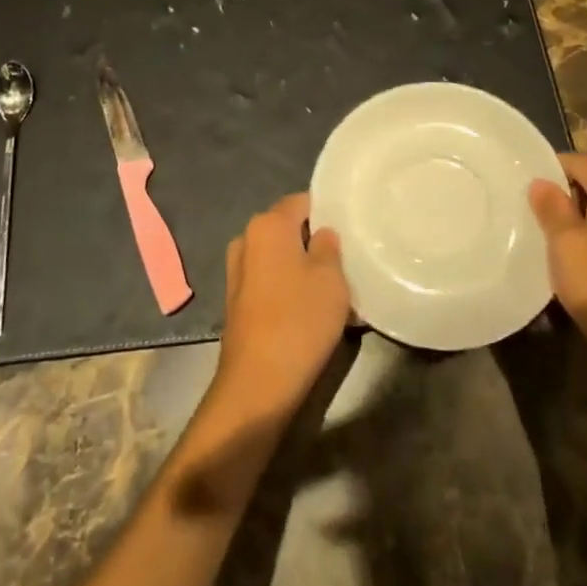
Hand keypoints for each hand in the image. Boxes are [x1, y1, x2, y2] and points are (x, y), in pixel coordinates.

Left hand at [211, 193, 350, 422]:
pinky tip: (309, 309)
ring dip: (301, 267)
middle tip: (345, 261)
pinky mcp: (237, 300)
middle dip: (314, 241)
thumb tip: (321, 233)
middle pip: (288, 228)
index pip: (302, 201)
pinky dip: (287, 287)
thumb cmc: (299, 320)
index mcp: (268, 224)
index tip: (349, 230)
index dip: (327, 212)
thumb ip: (329, 246)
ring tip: (331, 289)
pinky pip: (269, 280)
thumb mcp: (330, 278)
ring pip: (279, 256)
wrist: (258, 384)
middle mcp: (247, 239)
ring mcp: (237, 271)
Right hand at [530, 153, 586, 386]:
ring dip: (576, 220)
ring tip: (548, 239)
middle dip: (562, 196)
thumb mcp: (565, 243)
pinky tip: (574, 261)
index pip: (579, 162)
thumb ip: (551, 207)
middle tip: (531, 214)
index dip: (550, 168)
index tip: (525, 186)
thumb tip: (541, 181)